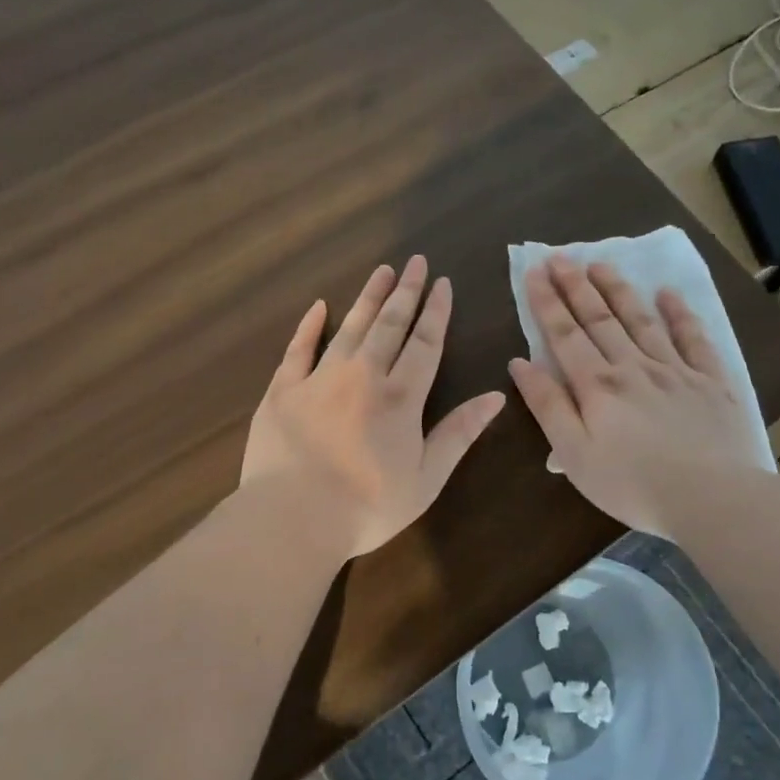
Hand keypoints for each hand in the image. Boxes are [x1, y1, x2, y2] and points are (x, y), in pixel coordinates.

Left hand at [242, 256, 506, 558]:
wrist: (293, 518)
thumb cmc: (367, 507)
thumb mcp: (426, 478)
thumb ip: (459, 433)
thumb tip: (496, 395)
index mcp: (400, 397)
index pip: (425, 343)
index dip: (436, 312)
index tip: (443, 282)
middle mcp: (362, 375)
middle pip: (389, 324)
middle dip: (406, 292)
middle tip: (415, 261)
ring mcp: (319, 378)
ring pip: (349, 327)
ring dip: (368, 298)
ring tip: (382, 271)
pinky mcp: (282, 390)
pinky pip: (297, 348)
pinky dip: (309, 325)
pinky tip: (319, 306)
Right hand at [507, 256, 765, 539]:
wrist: (711, 498)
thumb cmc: (631, 484)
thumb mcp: (573, 453)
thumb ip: (547, 405)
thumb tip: (521, 363)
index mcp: (597, 385)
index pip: (565, 334)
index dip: (547, 301)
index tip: (535, 270)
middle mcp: (633, 366)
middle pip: (600, 319)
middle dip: (577, 286)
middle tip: (561, 256)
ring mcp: (675, 370)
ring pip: (641, 320)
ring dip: (619, 290)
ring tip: (602, 264)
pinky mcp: (711, 381)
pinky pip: (693, 338)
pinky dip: (680, 314)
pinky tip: (668, 293)